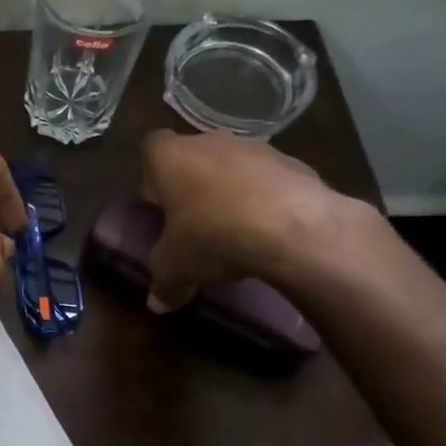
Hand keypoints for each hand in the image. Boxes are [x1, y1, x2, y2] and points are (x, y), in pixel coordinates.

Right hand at [140, 129, 366, 310]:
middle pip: (193, 158)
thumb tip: (157, 304)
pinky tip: (270, 231)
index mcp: (170, 156)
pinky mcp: (293, 162)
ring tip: (236, 231)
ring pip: (232, 167)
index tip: (161, 207)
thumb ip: (163, 282)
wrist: (294, 228)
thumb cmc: (213, 236)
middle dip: (193, 186)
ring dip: (231, 191)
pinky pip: (268, 180)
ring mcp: (255, 147)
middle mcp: (209, 141)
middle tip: (195, 223)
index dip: (153, 178)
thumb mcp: (176, 268)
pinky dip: (266, 199)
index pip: (150, 150)